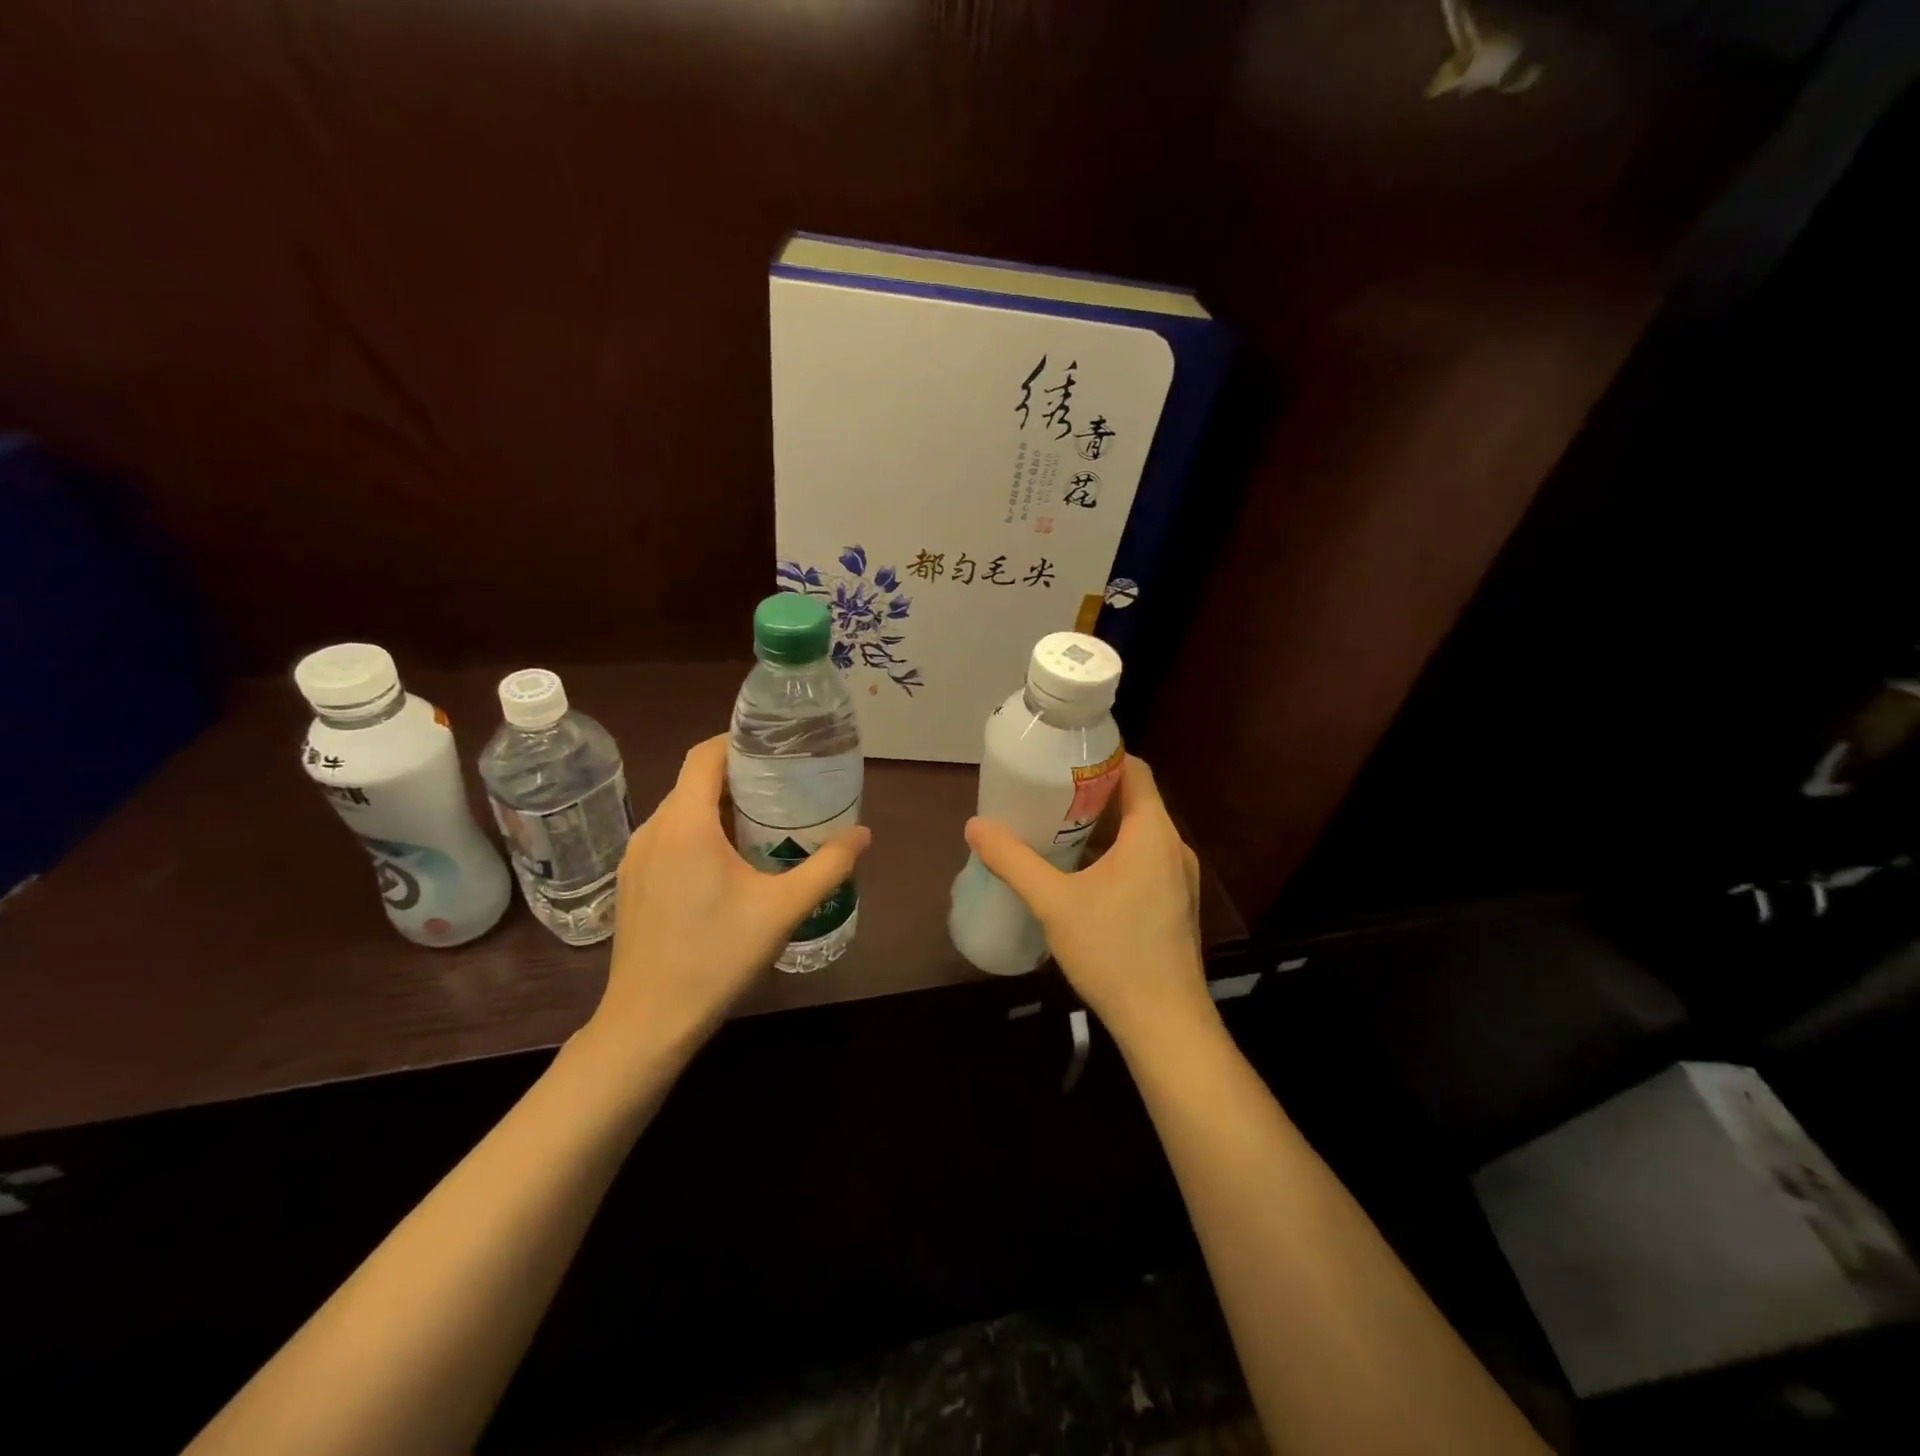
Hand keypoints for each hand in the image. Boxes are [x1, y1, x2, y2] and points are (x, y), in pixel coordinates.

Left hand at [587, 735, 870, 1053]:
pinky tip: (728, 864)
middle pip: (693, 782)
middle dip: (737, 777)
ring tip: (762, 822)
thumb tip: (863, 833)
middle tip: (783, 786)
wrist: (649, 1021)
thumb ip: (828, 867)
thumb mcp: (783, 909)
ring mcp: (635, 858)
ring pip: (679, 812)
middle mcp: (652, 830)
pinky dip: (697, 834)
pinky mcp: (631, 883)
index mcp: (684, 824)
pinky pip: (667, 839)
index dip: (736, 741)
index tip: (774, 746)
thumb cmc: (717, 957)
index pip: (705, 756)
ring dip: (716, 808)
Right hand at [963, 755, 1209, 1045]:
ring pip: (1140, 832)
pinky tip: (1082, 874)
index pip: (1134, 770)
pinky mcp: (1176, 903)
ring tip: (1058, 828)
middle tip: (1047, 793)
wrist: (1164, 1022)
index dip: (1101, 757)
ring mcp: (1179, 877)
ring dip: (1103, 825)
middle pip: (1136, 800)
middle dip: (1092, 792)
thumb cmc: (1113, 952)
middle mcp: (1173, 846)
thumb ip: (1013, 861)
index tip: (1062, 759)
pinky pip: (1145, 859)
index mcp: (1153, 833)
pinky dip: (1115, 853)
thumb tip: (975, 825)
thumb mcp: (1054, 903)